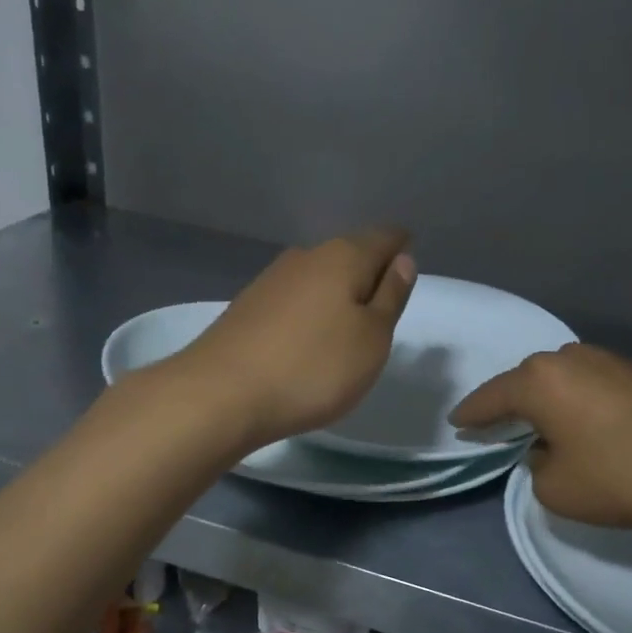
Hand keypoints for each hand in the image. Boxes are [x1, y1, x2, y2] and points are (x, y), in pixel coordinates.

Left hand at [174, 228, 416, 449]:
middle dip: (369, 273)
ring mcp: (271, 280)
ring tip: (347, 328)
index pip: (384, 238)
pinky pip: (294, 300)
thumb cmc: (313, 367)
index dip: (401, 249)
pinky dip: (310, 313)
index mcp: (343, 257)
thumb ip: (391, 296)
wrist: (222, 394)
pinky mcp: (247, 307)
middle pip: (349, 254)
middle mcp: (305, 257)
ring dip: (337, 295)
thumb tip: (402, 260)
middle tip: (383, 307)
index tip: (409, 271)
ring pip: (318, 277)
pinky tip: (308, 340)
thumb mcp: (372, 339)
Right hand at [451, 343, 631, 533]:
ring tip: (536, 424)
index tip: (456, 423)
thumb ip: (536, 465)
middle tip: (493, 426)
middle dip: (507, 403)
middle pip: (524, 381)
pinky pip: (586, 383)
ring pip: (557, 379)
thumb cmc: (621, 478)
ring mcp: (606, 360)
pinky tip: (577, 420)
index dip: (470, 414)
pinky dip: (572, 400)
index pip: (490, 397)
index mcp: (539, 381)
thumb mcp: (556, 489)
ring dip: (543, 400)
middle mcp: (568, 358)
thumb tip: (550, 449)